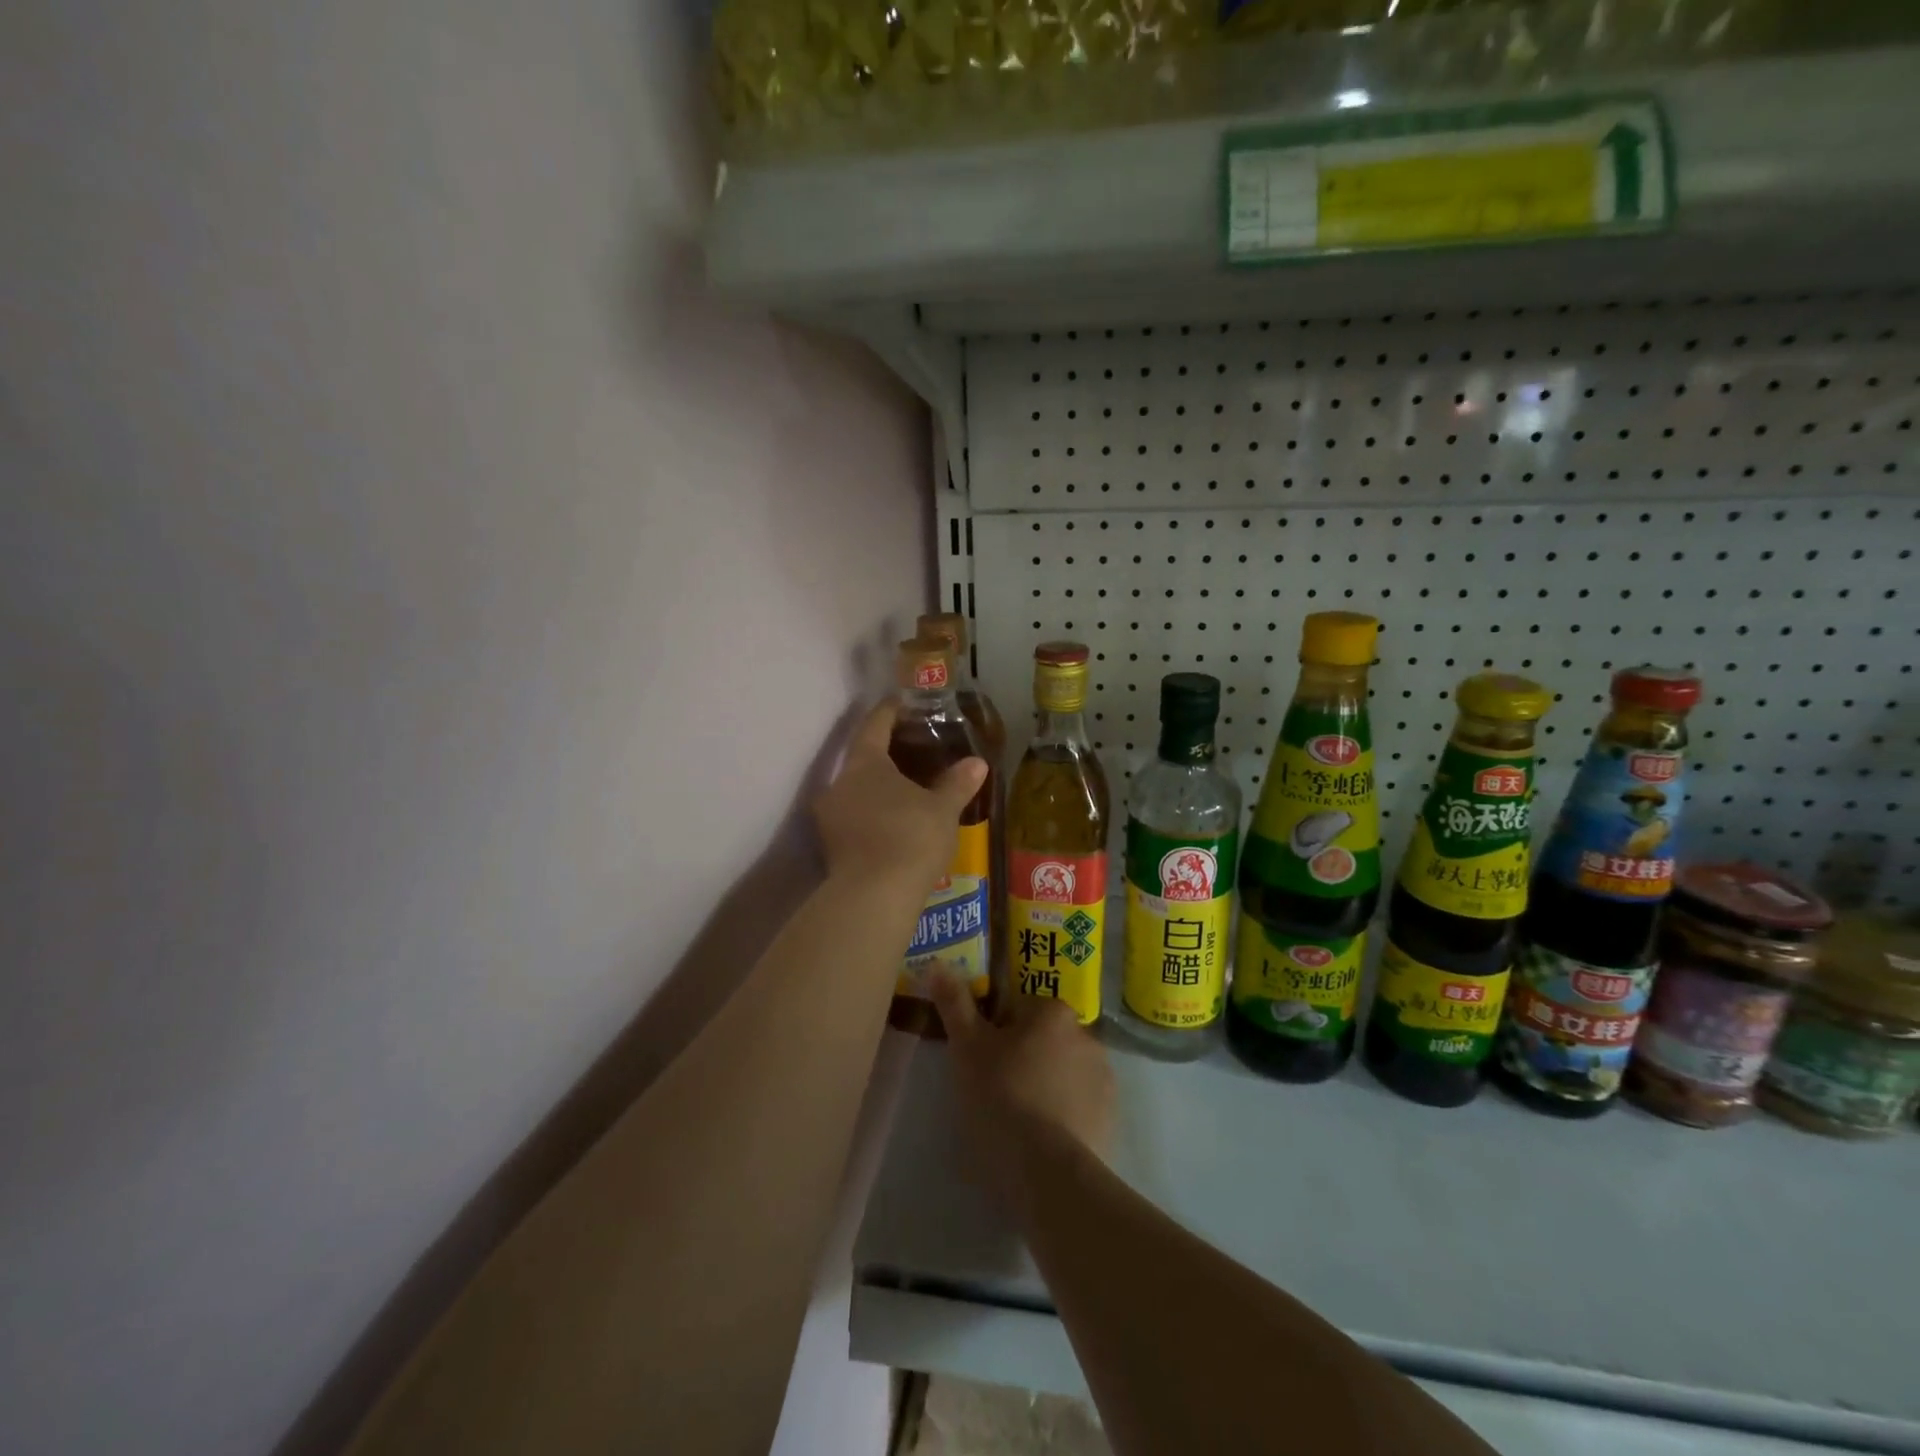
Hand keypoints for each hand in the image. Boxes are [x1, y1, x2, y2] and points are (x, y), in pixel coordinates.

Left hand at [813, 703, 986, 892]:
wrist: (873, 897)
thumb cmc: (910, 838)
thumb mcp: (942, 809)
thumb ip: (957, 783)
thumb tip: (976, 763)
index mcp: (864, 763)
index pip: (874, 725)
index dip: (889, 711)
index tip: (901, 703)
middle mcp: (839, 783)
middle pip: (861, 758)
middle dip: (885, 754)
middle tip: (912, 751)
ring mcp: (830, 816)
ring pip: (855, 791)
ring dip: (877, 788)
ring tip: (905, 792)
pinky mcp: (830, 846)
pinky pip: (853, 818)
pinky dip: (871, 814)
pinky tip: (892, 824)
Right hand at [931, 976, 1115, 1201]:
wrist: (1046, 1170)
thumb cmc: (1001, 1096)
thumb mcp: (967, 1046)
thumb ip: (954, 1003)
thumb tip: (937, 965)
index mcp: (1053, 1012)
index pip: (1020, 1009)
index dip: (997, 1031)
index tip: (982, 1059)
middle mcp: (1087, 1035)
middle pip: (1044, 1039)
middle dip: (1024, 1057)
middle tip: (995, 1089)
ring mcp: (1104, 1078)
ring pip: (1063, 1072)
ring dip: (1045, 1084)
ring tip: (1017, 1120)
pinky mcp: (1110, 1117)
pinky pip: (1080, 1105)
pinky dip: (1064, 1114)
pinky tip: (1041, 1138)